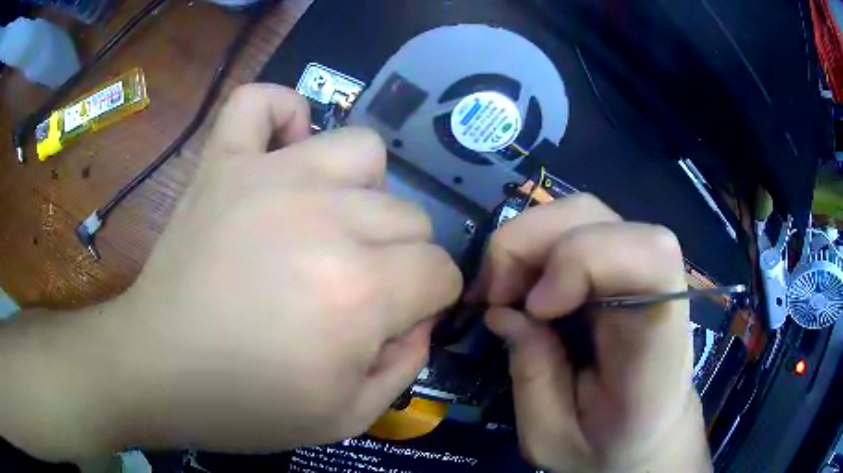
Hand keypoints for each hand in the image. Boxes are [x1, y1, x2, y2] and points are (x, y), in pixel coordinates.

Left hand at [0, 84, 461, 459]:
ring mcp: (268, 176)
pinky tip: (282, 150)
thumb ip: (405, 366)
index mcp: (359, 292)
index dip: (430, 300)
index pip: (440, 271)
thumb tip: (420, 319)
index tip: (399, 319)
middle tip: (356, 288)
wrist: (157, 372)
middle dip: (401, 257)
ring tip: (327, 221)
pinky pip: (261, 101)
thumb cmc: (247, 406)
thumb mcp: (347, 417)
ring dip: (361, 190)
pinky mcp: (222, 161)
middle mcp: (324, 218)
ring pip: (362, 149)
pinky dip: (281, 114)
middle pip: (410, 214)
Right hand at [473, 194, 709, 471]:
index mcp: (658, 342)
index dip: (584, 259)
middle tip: (496, 295)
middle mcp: (658, 289)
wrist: (649, 436)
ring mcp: (641, 270)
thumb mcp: (553, 438)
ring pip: (584, 212)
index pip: (651, 256)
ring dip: (528, 241)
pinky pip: (576, 229)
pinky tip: (522, 285)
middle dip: (532, 243)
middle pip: (601, 218)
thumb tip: (504, 311)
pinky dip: (535, 246)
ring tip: (503, 290)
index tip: (536, 309)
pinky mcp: (622, 267)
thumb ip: (532, 378)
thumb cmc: (609, 448)